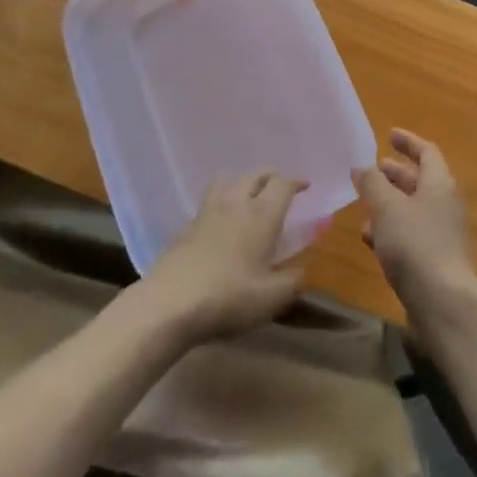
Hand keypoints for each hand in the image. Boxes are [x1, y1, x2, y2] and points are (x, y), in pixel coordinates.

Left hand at [135, 171, 305, 344]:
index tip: (305, 187)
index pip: (282, 185)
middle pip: (255, 175)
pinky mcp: (187, 226)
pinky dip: (222, 201)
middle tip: (280, 187)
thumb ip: (292, 282)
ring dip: (242, 182)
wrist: (171, 302)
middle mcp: (236, 203)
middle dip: (271, 176)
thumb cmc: (229, 296)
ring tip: (248, 196)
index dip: (295, 183)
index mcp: (262, 215)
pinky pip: (210, 200)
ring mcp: (208, 212)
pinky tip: (222, 222)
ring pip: (228, 180)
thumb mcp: (272, 298)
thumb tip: (300, 270)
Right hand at [354, 130, 476, 320]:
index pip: (427, 152)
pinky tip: (371, 239)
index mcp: (439, 184)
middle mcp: (445, 204)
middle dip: (396, 174)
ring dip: (390, 204)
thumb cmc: (415, 243)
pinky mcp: (435, 260)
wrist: (443, 302)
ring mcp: (442, 234)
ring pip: (413, 209)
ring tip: (365, 205)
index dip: (408, 142)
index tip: (390, 134)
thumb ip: (371, 183)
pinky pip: (412, 235)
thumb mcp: (386, 207)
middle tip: (373, 169)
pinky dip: (392, 230)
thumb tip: (361, 166)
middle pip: (420, 181)